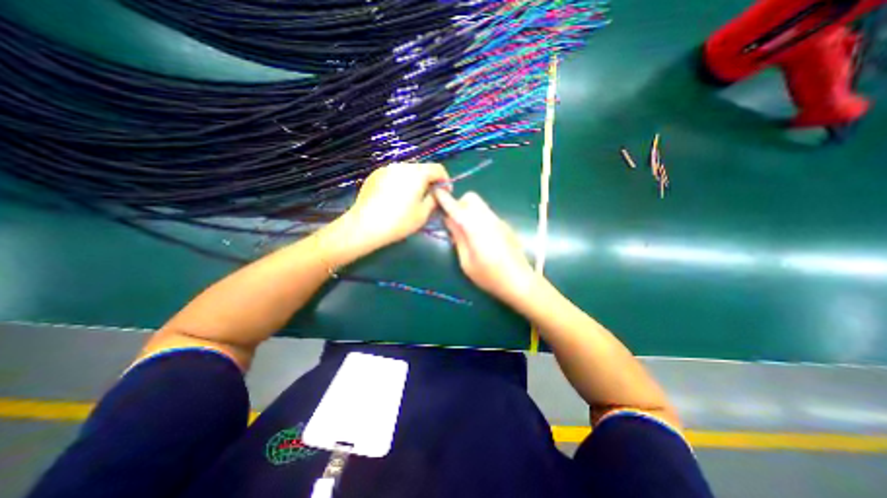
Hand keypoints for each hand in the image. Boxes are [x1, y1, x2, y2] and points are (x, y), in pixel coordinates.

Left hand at [341, 163, 450, 254]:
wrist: (365, 225)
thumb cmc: (398, 221)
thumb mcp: (422, 214)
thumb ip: (434, 199)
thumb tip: (437, 192)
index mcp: (417, 173)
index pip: (438, 169)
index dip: (445, 180)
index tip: (445, 193)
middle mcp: (402, 165)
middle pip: (421, 169)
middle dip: (429, 181)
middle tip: (429, 198)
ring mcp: (386, 169)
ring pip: (407, 172)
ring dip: (414, 182)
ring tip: (411, 198)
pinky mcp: (374, 175)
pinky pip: (393, 175)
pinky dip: (399, 183)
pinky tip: (394, 198)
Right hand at [434, 190, 536, 307]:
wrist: (520, 281)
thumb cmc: (489, 276)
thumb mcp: (467, 261)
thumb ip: (458, 238)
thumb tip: (449, 221)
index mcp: (475, 228)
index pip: (456, 208)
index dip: (445, 200)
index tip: (437, 191)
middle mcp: (488, 219)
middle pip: (471, 198)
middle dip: (460, 204)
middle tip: (454, 222)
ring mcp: (498, 221)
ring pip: (480, 205)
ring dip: (469, 211)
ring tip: (466, 231)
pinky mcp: (504, 226)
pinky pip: (487, 214)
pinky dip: (478, 217)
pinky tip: (480, 237)